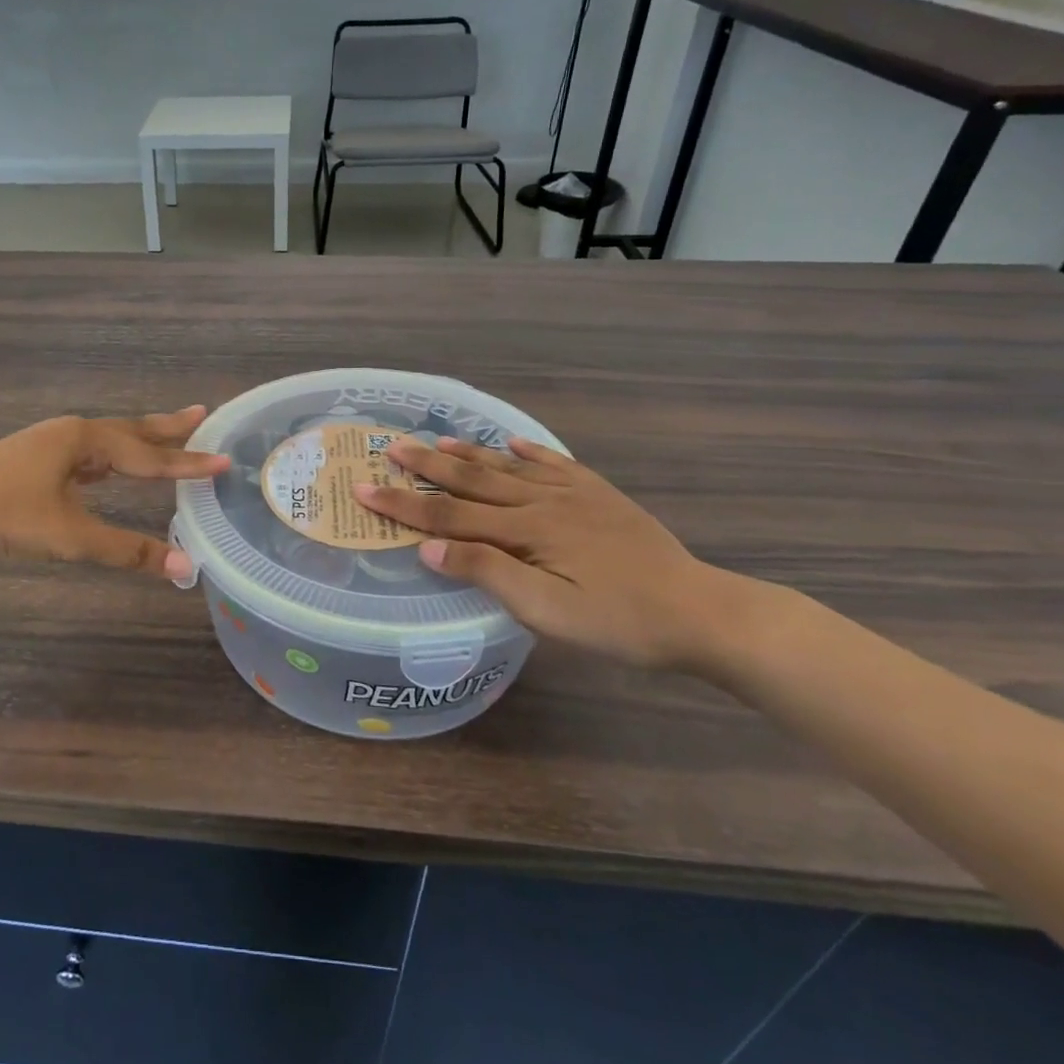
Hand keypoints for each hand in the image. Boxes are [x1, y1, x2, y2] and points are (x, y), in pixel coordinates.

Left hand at [0, 408, 228, 578]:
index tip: (223, 460)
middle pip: (130, 431)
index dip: (187, 463)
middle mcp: (70, 433)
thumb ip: (127, 551)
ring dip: (138, 440)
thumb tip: (182, 568)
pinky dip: (109, 458)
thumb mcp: (71, 536)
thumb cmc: (7, 517)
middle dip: (167, 427)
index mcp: (84, 440)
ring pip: (107, 441)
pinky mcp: (34, 460)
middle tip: (202, 414)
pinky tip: (107, 469)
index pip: (147, 455)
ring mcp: (49, 444)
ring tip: (165, 437)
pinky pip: (86, 454)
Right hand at [355, 436, 759, 671]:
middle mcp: (543, 501)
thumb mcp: (547, 611)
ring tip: (435, 441)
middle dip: (426, 466)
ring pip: (508, 467)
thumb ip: (488, 574)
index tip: (362, 487)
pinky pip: (555, 464)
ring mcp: (575, 494)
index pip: (449, 514)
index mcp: (525, 530)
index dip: (403, 502)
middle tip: (389, 446)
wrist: (701, 612)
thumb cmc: (618, 622)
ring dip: (468, 454)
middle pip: (473, 480)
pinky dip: (527, 452)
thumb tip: (429, 548)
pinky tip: (512, 444)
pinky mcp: (600, 496)